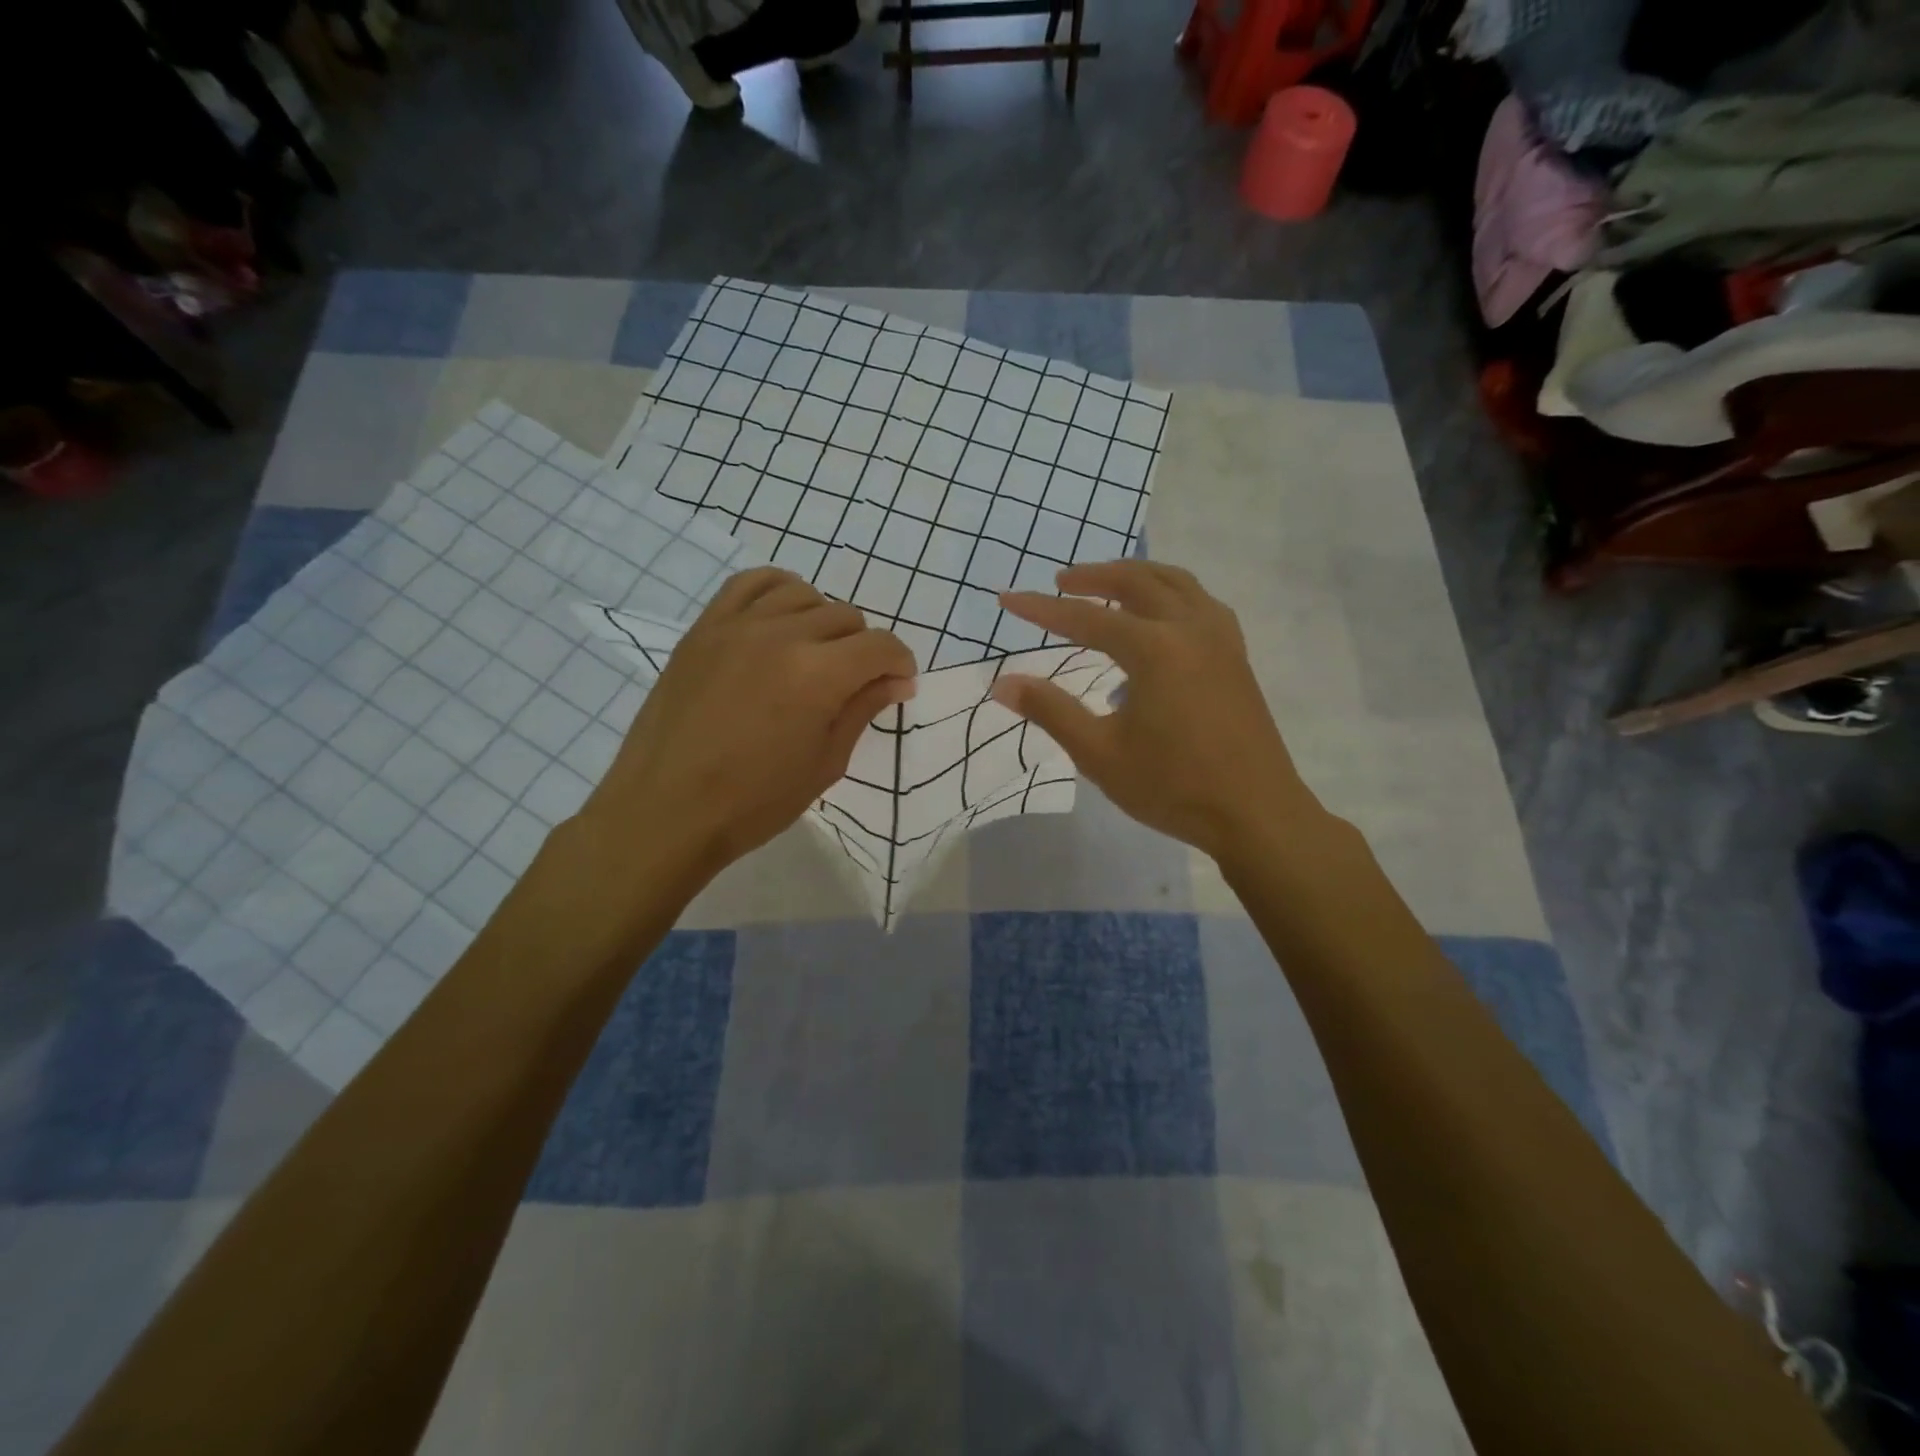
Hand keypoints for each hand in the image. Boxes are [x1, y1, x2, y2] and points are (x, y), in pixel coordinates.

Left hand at [578, 568, 915, 882]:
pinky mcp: (704, 628)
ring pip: (803, 594)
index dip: (900, 664)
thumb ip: (861, 710)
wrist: (666, 810)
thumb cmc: (754, 802)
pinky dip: (777, 592)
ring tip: (815, 653)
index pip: (881, 646)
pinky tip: (781, 619)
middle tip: (854, 685)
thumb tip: (895, 681)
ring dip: (823, 620)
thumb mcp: (825, 764)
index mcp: (818, 675)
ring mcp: (737, 625)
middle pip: (846, 617)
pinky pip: (750, 584)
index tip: (898, 685)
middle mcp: (782, 635)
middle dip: (863, 649)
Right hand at [993, 561, 1309, 861]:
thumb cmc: (1173, 786)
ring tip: (1108, 587)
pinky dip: (1171, 595)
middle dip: (1095, 576)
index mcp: (1155, 649)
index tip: (1007, 599)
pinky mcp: (1236, 657)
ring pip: (1177, 584)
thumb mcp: (1099, 753)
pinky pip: (1201, 603)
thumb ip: (1050, 711)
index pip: (1086, 619)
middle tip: (1061, 581)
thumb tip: (1002, 684)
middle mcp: (1191, 629)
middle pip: (1138, 582)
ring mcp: (1221, 640)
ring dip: (1137, 577)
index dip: (1042, 610)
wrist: (1256, 814)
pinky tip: (1160, 620)